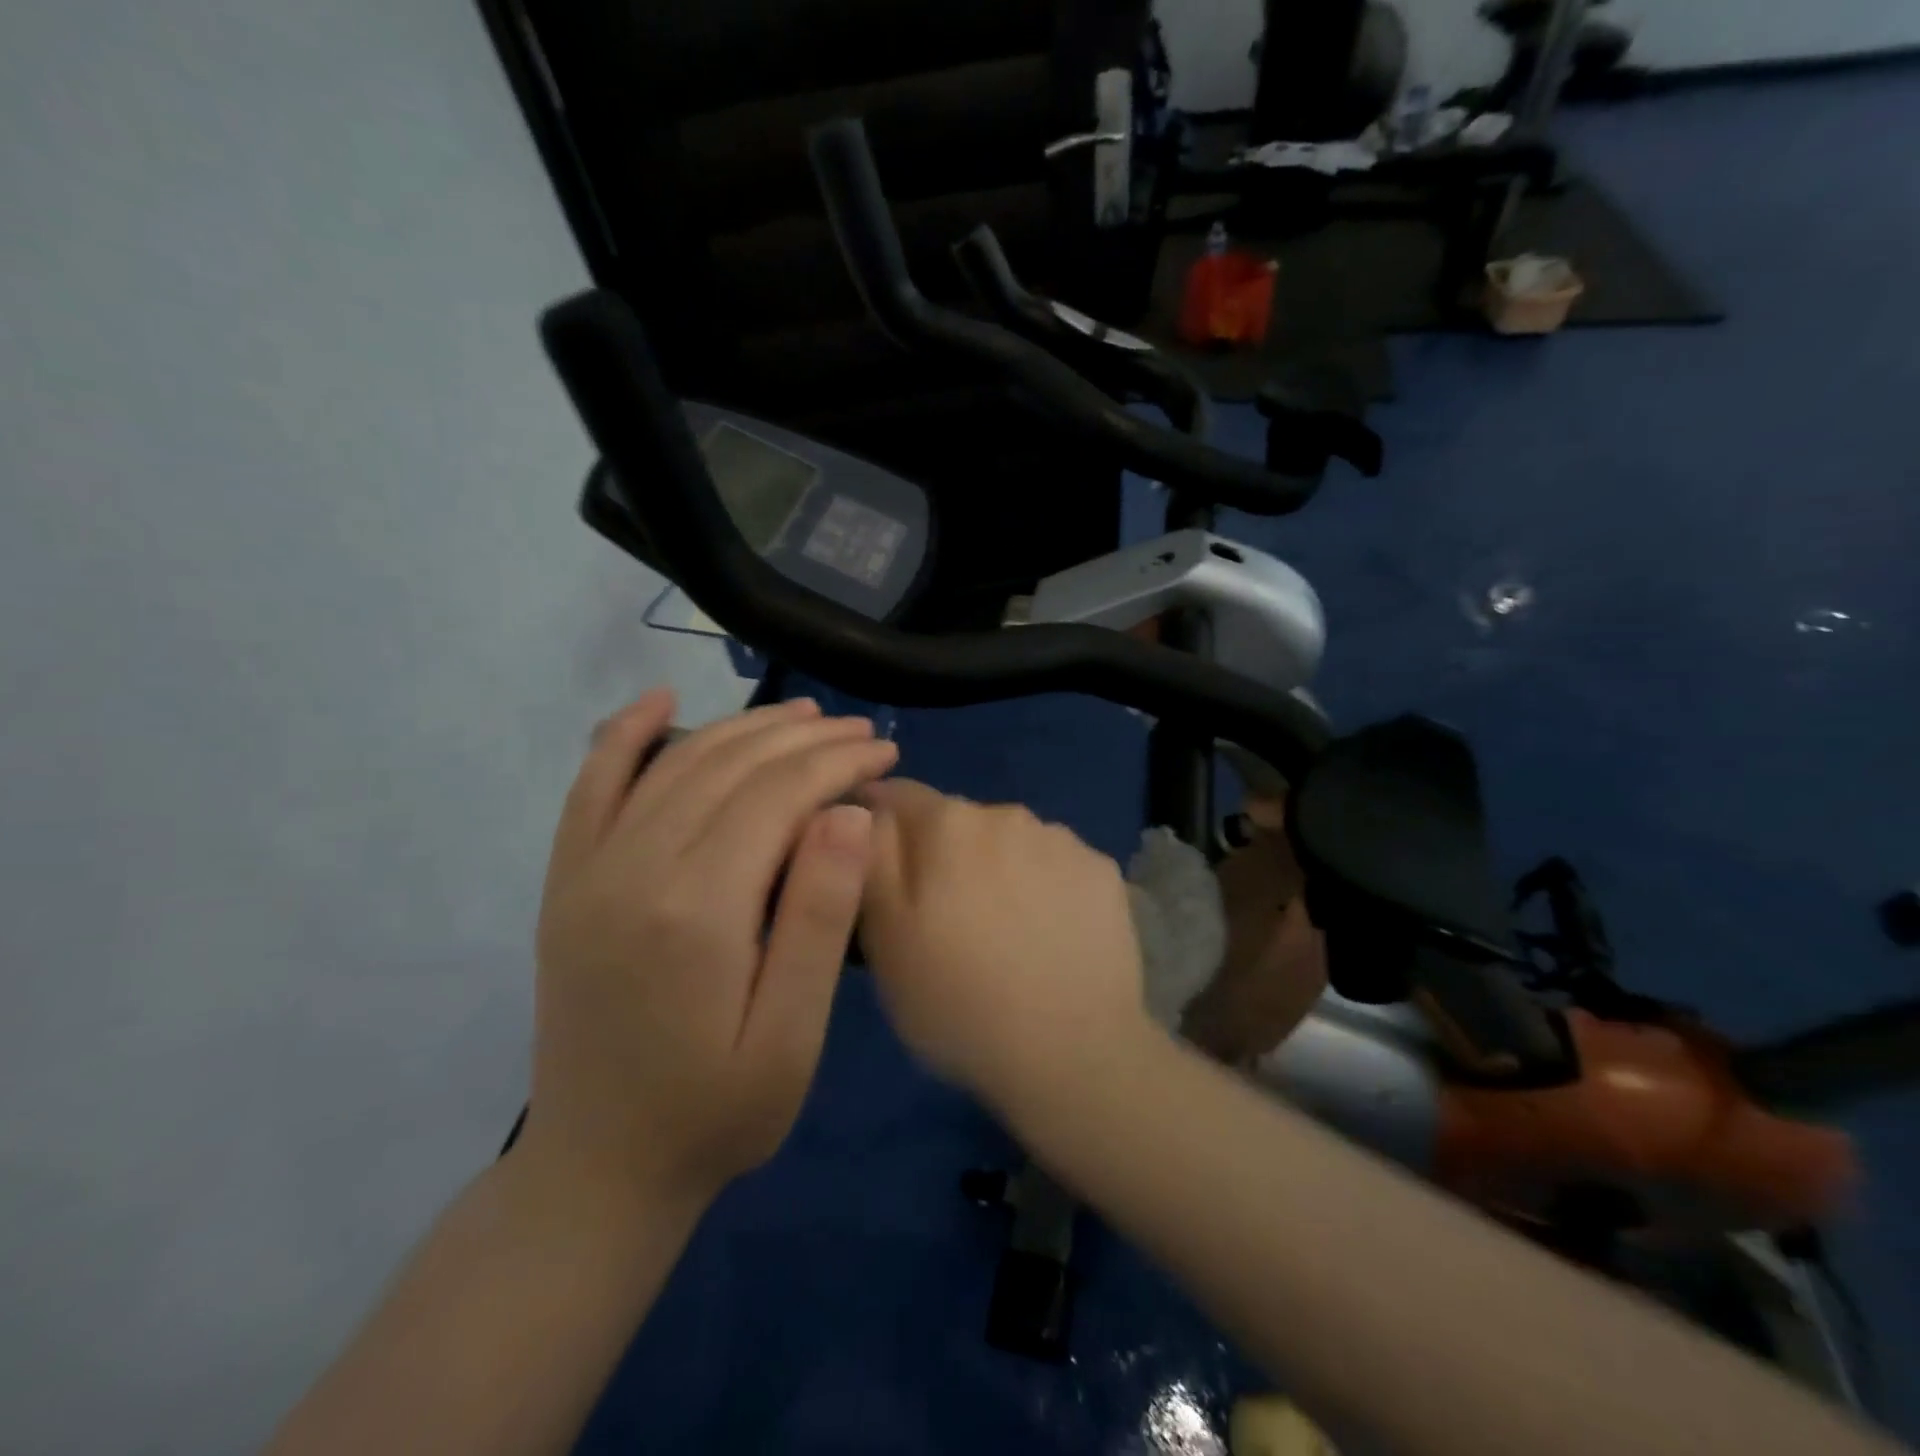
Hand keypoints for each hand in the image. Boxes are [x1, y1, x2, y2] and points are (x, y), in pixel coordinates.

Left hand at [526, 691, 898, 1210]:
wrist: (598, 1170)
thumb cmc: (714, 1113)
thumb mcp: (790, 1037)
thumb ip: (818, 920)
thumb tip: (847, 813)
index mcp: (696, 908)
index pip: (778, 795)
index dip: (838, 763)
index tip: (886, 753)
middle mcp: (633, 867)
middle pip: (731, 766)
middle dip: (805, 739)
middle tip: (862, 734)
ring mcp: (589, 870)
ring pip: (675, 763)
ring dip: (743, 728)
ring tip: (803, 718)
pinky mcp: (567, 881)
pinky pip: (591, 786)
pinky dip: (623, 735)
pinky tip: (656, 700)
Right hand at [858, 780, 1150, 1109]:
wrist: (1073, 1053)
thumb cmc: (958, 1001)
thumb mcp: (883, 936)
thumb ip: (871, 856)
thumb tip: (868, 810)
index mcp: (947, 823)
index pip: (896, 795)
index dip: (879, 827)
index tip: (879, 872)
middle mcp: (1007, 813)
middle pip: (956, 820)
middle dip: (941, 854)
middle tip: (943, 919)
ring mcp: (1063, 840)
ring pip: (1009, 842)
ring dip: (995, 869)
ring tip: (1002, 934)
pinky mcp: (1102, 871)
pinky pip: (1055, 865)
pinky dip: (1043, 887)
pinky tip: (1048, 937)